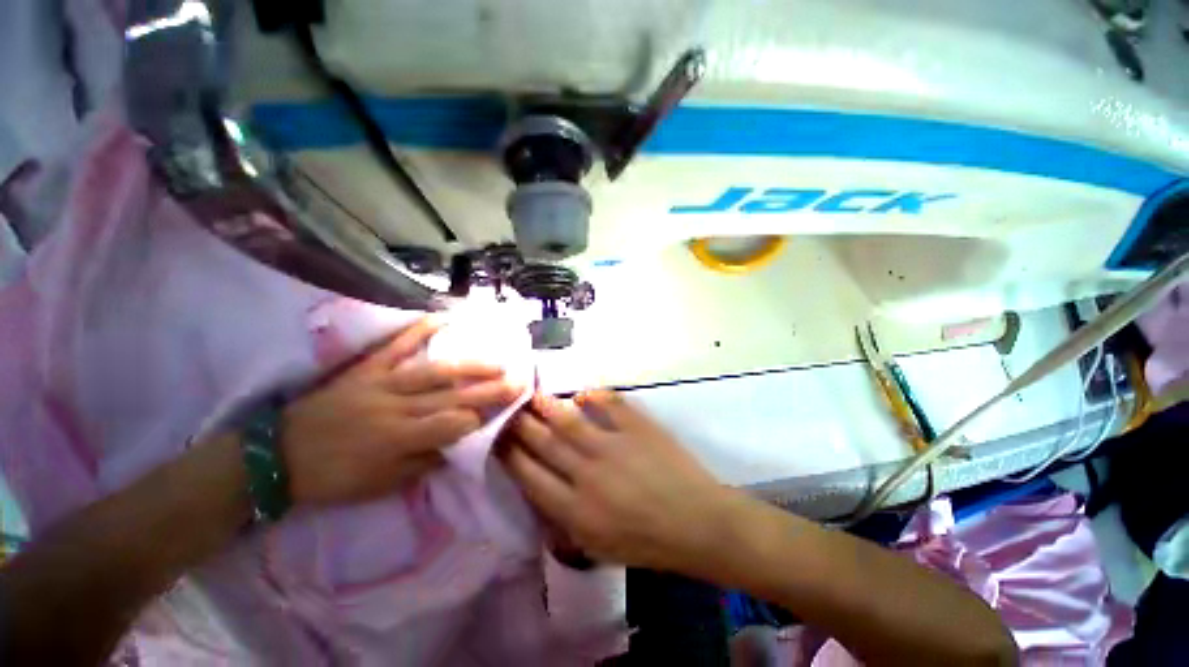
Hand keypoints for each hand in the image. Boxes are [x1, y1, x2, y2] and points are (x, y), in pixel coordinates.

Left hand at [281, 317, 521, 504]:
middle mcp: (396, 408)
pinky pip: (395, 346)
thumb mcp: (379, 487)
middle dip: (491, 389)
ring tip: (498, 360)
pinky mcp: (365, 368)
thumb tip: (457, 445)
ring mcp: (380, 383)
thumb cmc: (332, 478)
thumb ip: (422, 464)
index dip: (480, 420)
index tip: (503, 412)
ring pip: (435, 372)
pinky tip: (443, 319)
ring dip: (470, 365)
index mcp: (399, 440)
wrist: (275, 457)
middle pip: (453, 396)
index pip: (452, 426)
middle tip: (520, 379)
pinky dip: (419, 330)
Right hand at [498, 391, 743, 572]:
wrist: (698, 524)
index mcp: (576, 510)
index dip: (511, 455)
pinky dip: (595, 395)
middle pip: (544, 444)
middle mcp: (587, 474)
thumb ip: (565, 523)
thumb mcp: (598, 548)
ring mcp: (613, 446)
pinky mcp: (638, 428)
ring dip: (548, 407)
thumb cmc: (648, 543)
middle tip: (508, 410)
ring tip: (531, 394)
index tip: (498, 439)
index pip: (531, 476)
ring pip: (570, 421)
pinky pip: (611, 405)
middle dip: (521, 426)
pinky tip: (583, 392)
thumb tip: (543, 492)